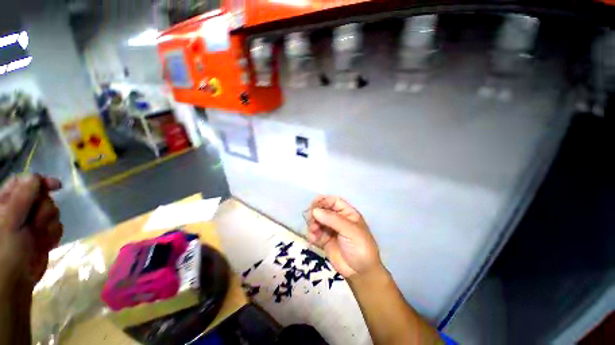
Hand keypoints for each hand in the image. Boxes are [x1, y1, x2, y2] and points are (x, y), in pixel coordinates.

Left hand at [0, 174, 61, 290]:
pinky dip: (53, 234)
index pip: (24, 181)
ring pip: (52, 212)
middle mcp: (20, 209)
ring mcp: (32, 223)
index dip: (40, 181)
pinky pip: (57, 227)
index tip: (56, 186)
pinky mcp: (43, 234)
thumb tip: (36, 177)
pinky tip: (45, 243)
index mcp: (7, 201)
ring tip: (38, 236)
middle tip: (37, 223)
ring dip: (49, 223)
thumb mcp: (10, 221)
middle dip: (44, 209)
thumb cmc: (5, 249)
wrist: (15, 280)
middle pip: (42, 197)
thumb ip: (21, 198)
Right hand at [307, 195, 381, 278]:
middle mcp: (338, 219)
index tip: (313, 205)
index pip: (334, 201)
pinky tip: (313, 240)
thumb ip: (332, 219)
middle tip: (311, 219)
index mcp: (347, 213)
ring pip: (317, 221)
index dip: (324, 200)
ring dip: (312, 224)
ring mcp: (330, 230)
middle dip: (315, 213)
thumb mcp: (350, 230)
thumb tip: (315, 210)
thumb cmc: (360, 247)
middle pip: (323, 210)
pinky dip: (311, 234)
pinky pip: (314, 233)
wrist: (360, 272)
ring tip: (313, 231)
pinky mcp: (324, 240)